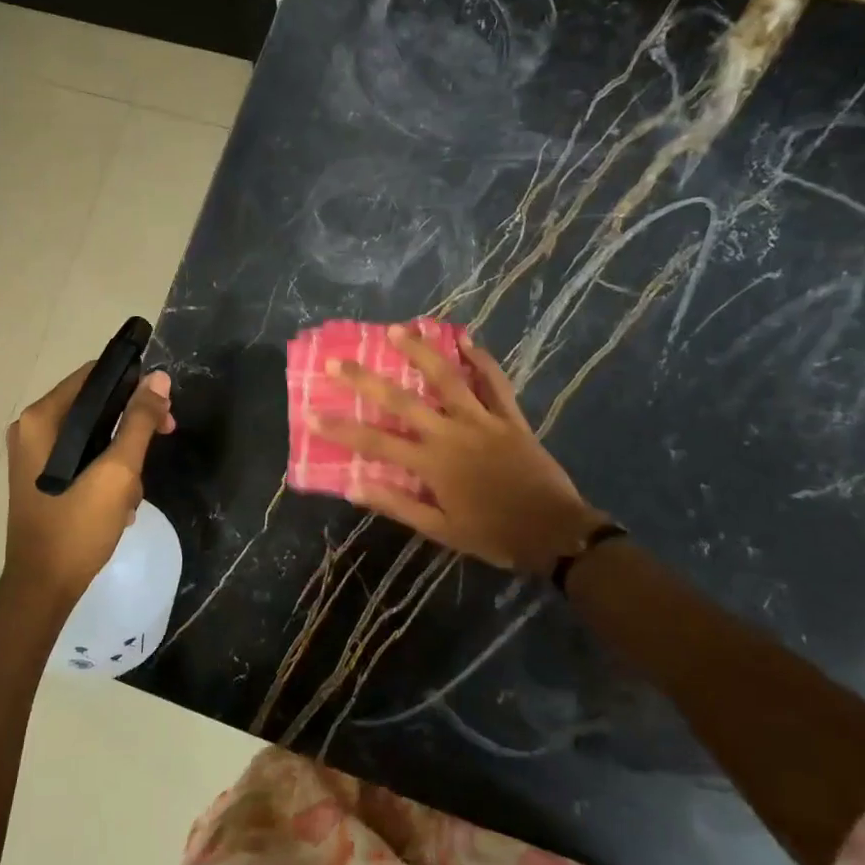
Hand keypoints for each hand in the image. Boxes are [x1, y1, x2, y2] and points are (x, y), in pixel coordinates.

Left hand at [2, 364, 174, 609]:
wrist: (43, 588)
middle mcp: (31, 429)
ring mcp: (33, 455)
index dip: (134, 384)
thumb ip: (139, 421)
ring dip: (122, 457)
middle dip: (132, 425)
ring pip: (92, 435)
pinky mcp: (41, 478)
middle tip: (166, 437)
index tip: (164, 406)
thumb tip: (160, 378)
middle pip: (95, 405)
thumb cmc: (78, 526)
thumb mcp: (118, 471)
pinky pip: (82, 458)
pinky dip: (105, 472)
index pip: (94, 376)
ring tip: (133, 492)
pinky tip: (119, 503)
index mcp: (42, 418)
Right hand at [314, 326, 606, 574]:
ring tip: (398, 329)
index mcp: (431, 464)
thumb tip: (354, 486)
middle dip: (365, 379)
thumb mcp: (440, 530)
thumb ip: (397, 505)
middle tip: (338, 360)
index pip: (375, 442)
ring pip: (447, 378)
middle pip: (402, 400)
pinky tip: (466, 340)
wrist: (554, 533)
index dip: (340, 429)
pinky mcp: (510, 418)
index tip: (310, 413)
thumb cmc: (493, 535)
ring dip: (421, 352)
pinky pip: (495, 383)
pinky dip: (481, 361)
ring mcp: (483, 420)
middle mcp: (451, 433)